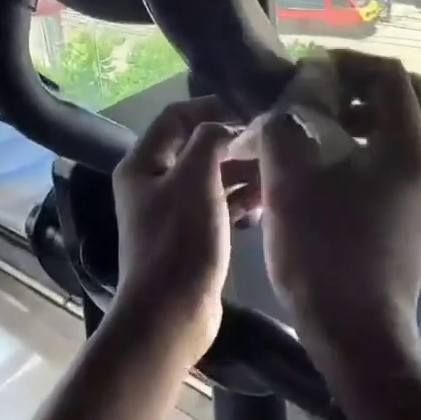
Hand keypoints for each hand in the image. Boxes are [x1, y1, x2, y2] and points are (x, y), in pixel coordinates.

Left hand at [109, 96, 259, 365]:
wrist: (171, 313)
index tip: (249, 110)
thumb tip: (227, 127)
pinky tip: (268, 199)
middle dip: (232, 141)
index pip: (175, 117)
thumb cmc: (179, 240)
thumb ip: (210, 141)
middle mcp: (154, 182)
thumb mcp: (195, 179)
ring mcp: (173, 210)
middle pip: (195, 146)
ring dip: (241, 170)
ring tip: (277, 168)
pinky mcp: (192, 235)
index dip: (210, 107)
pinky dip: (240, 198)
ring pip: (211, 176)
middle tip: (272, 140)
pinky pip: (218, 204)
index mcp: (143, 163)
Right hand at [260, 51, 420, 353]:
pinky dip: (363, 149)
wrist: (357, 333)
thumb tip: (292, 97)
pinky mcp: (414, 215)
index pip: (387, 74)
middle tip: (314, 98)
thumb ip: (287, 124)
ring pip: (398, 130)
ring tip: (314, 133)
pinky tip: (324, 171)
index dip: (344, 64)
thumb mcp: (290, 180)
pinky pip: (393, 161)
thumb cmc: (323, 253)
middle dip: (356, 88)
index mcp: (407, 147)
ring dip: (358, 119)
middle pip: (401, 98)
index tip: (305, 74)